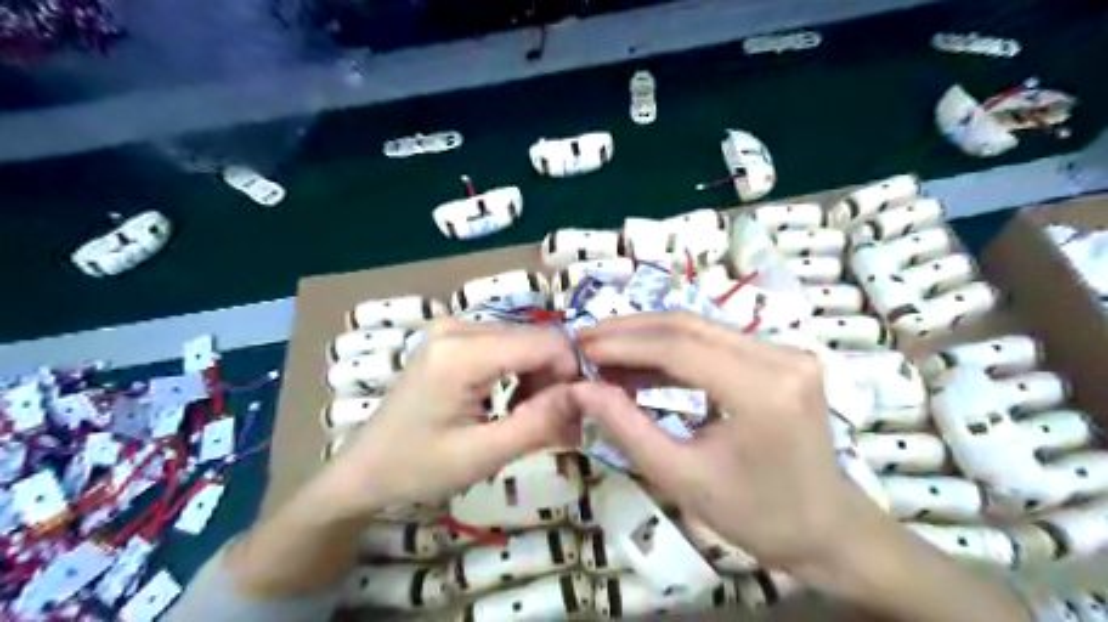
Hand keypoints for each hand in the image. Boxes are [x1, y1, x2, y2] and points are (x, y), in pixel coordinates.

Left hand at [313, 319, 579, 518]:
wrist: (365, 468)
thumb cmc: (417, 468)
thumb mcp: (482, 456)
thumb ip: (538, 423)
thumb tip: (584, 395)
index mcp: (462, 352)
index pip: (547, 343)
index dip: (571, 375)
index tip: (570, 416)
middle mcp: (459, 325)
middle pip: (538, 338)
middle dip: (555, 378)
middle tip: (553, 424)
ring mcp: (454, 326)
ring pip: (527, 340)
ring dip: (539, 376)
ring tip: (527, 416)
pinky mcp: (454, 335)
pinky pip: (508, 343)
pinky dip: (520, 371)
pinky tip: (510, 400)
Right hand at [575, 313, 888, 580]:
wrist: (825, 529)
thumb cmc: (754, 514)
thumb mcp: (679, 476)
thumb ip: (625, 426)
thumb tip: (579, 389)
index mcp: (762, 391)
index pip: (678, 348)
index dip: (623, 344)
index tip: (581, 347)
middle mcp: (781, 357)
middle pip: (689, 326)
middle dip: (631, 331)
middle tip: (587, 340)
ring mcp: (787, 352)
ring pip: (701, 328)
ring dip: (649, 336)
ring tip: (606, 350)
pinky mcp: (783, 356)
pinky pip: (716, 341)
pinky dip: (674, 348)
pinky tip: (643, 361)